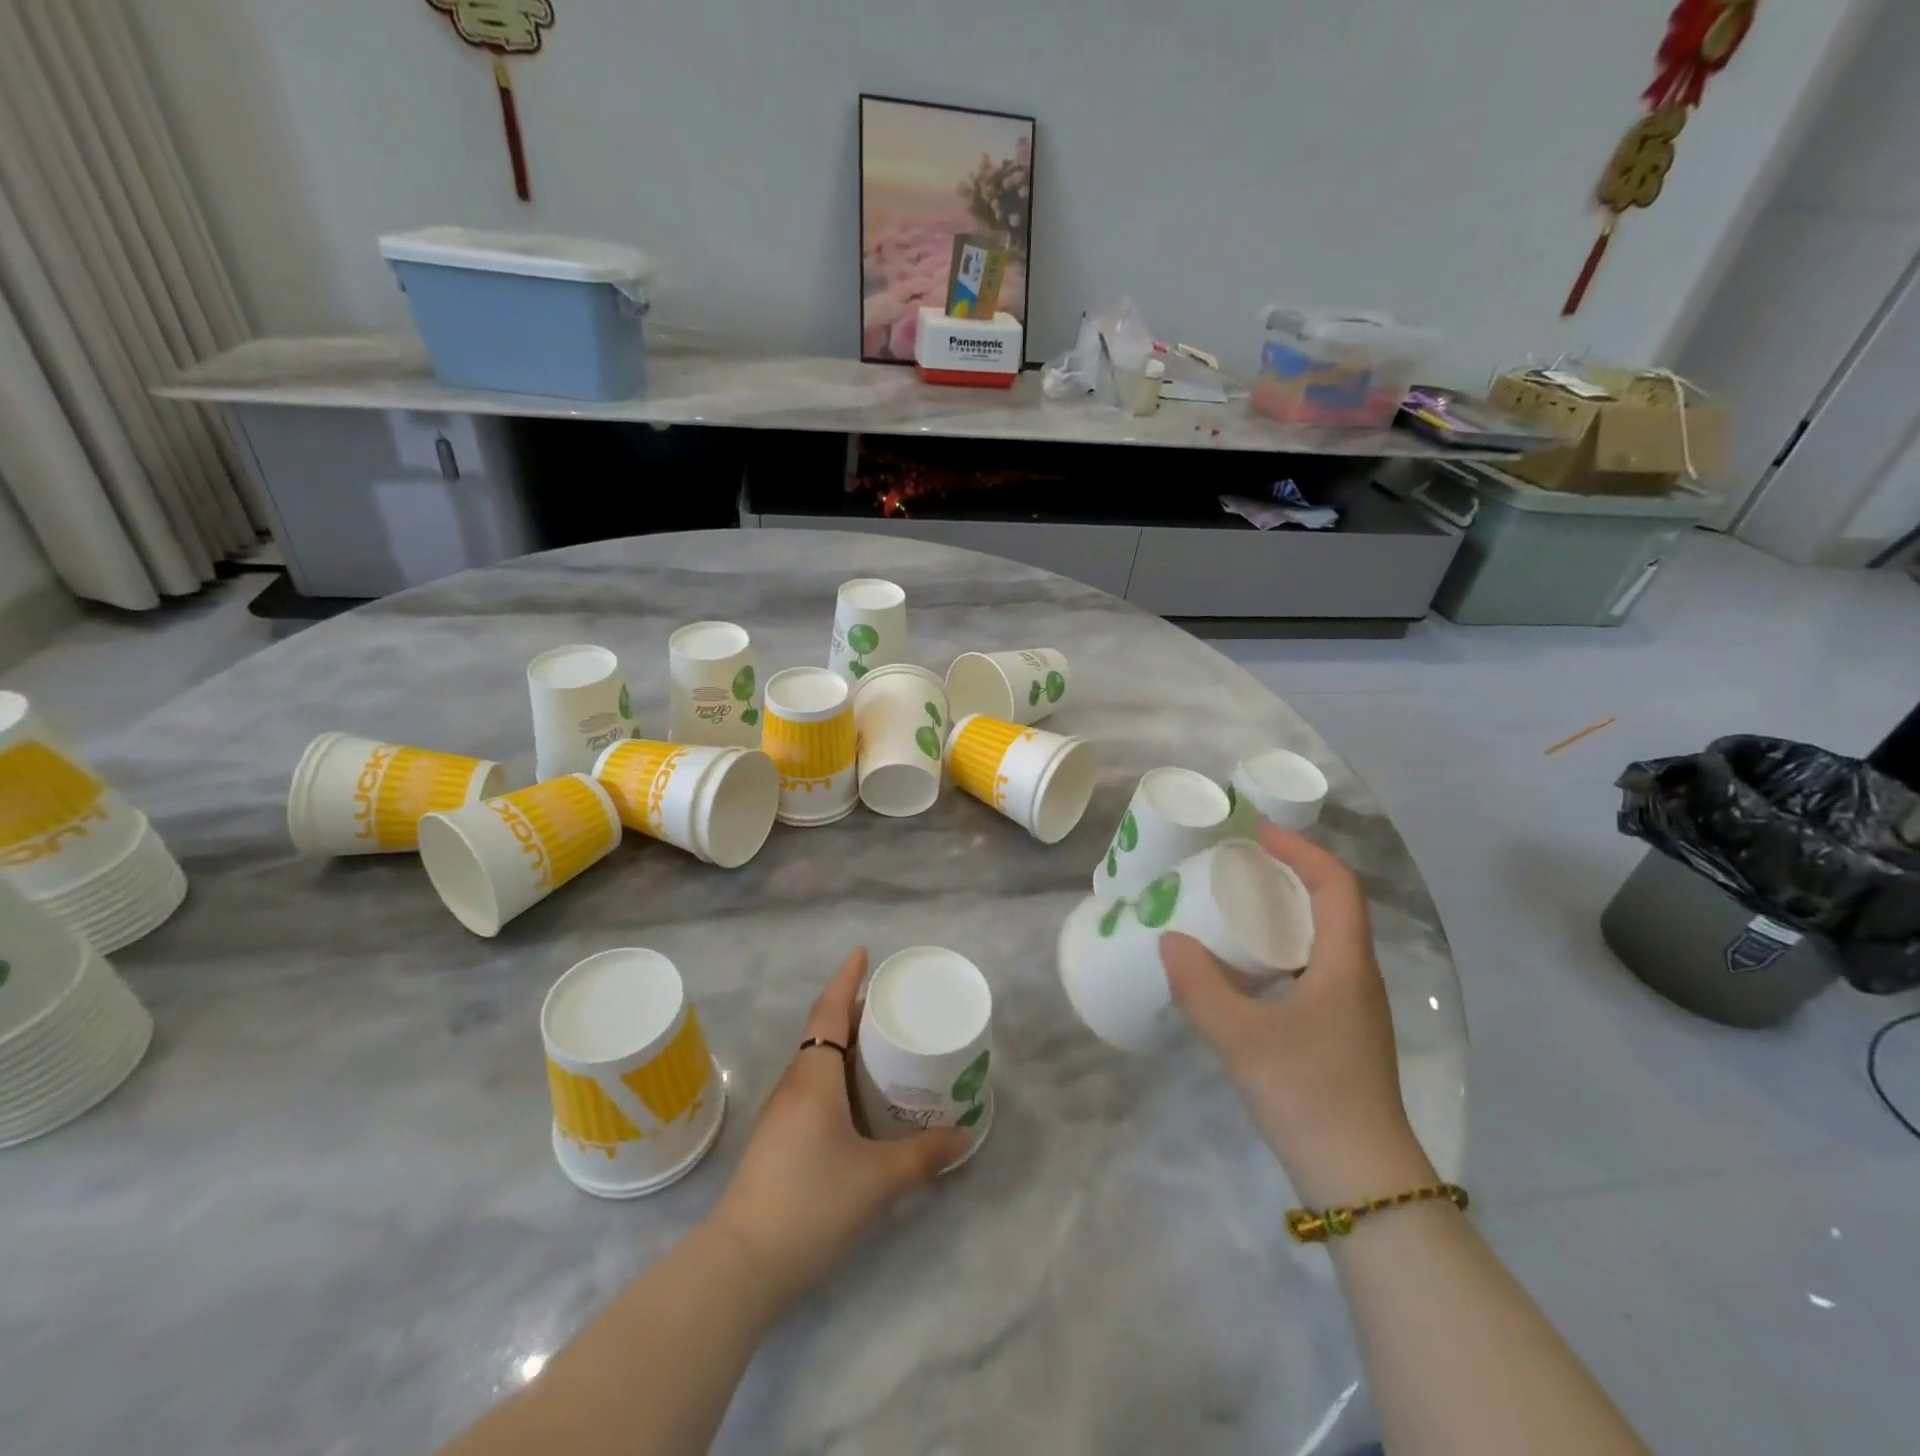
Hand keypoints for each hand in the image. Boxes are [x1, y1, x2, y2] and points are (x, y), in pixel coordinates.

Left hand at [707, 949, 969, 1314]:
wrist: (742, 1264)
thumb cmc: (811, 1202)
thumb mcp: (877, 1179)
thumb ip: (923, 1155)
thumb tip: (963, 1136)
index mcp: (814, 1076)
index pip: (830, 1011)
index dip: (847, 980)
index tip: (863, 954)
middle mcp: (794, 1085)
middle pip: (824, 1032)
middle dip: (855, 1013)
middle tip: (893, 1006)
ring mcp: (781, 1114)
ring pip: (817, 1063)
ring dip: (846, 1047)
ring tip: (884, 1049)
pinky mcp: (778, 1141)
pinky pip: (813, 1089)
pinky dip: (839, 1078)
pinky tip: (860, 1103)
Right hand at [1160, 825, 1435, 1206]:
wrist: (1362, 1183)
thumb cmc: (1310, 1096)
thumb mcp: (1242, 1038)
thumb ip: (1200, 987)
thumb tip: (1168, 939)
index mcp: (1345, 965)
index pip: (1337, 885)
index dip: (1302, 851)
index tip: (1258, 834)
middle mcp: (1355, 978)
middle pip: (1331, 906)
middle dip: (1287, 876)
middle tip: (1236, 867)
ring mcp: (1350, 1009)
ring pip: (1320, 941)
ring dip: (1282, 914)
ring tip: (1232, 910)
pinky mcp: (1338, 1035)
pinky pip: (1309, 970)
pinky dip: (1277, 952)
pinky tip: (1241, 971)